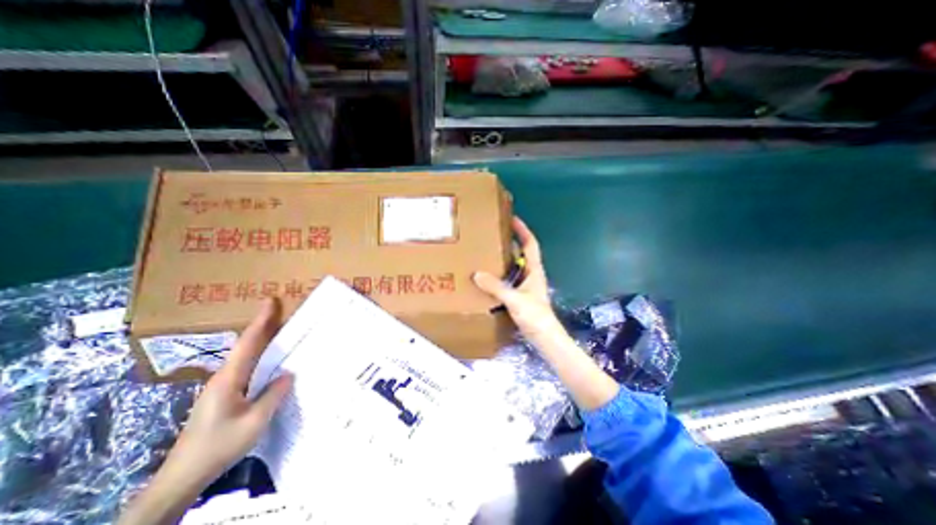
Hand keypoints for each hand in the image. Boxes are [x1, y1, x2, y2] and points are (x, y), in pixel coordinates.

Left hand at [120, 300, 290, 523]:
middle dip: (263, 326)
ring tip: (281, 329)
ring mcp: (222, 387)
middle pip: (246, 345)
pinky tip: (271, 361)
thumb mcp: (255, 421)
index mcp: (229, 379)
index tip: (270, 301)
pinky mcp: (224, 396)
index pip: (247, 343)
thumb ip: (273, 395)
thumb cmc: (219, 446)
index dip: (260, 321)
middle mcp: (224, 377)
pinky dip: (260, 356)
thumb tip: (288, 374)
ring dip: (262, 340)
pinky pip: (247, 368)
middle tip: (282, 311)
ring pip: (245, 356)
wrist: (183, 476)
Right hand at [473, 218, 618, 410]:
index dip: (522, 230)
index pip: (530, 244)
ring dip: (503, 258)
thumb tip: (477, 274)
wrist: (544, 337)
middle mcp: (531, 274)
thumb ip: (496, 287)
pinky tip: (487, 277)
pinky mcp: (520, 295)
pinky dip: (499, 274)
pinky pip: (508, 279)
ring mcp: (525, 285)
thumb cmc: (535, 316)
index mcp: (534, 270)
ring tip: (487, 252)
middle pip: (521, 252)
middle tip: (493, 234)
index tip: (512, 218)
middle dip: (510, 241)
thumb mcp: (515, 299)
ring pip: (514, 266)